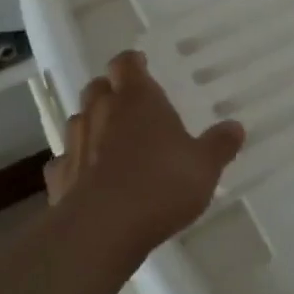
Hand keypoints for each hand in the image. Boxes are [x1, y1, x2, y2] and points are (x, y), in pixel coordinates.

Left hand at [45, 50, 245, 263]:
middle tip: (127, 103)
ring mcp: (74, 144)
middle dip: (109, 90)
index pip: (126, 64)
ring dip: (91, 124)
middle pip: (97, 87)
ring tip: (109, 139)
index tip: (141, 65)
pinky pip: (63, 161)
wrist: (102, 230)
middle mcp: (101, 112)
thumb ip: (219, 144)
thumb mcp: (205, 166)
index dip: (132, 62)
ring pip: (78, 121)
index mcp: (137, 99)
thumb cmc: (161, 184)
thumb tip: (235, 127)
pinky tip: (86, 176)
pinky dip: (74, 163)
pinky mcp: (58, 179)